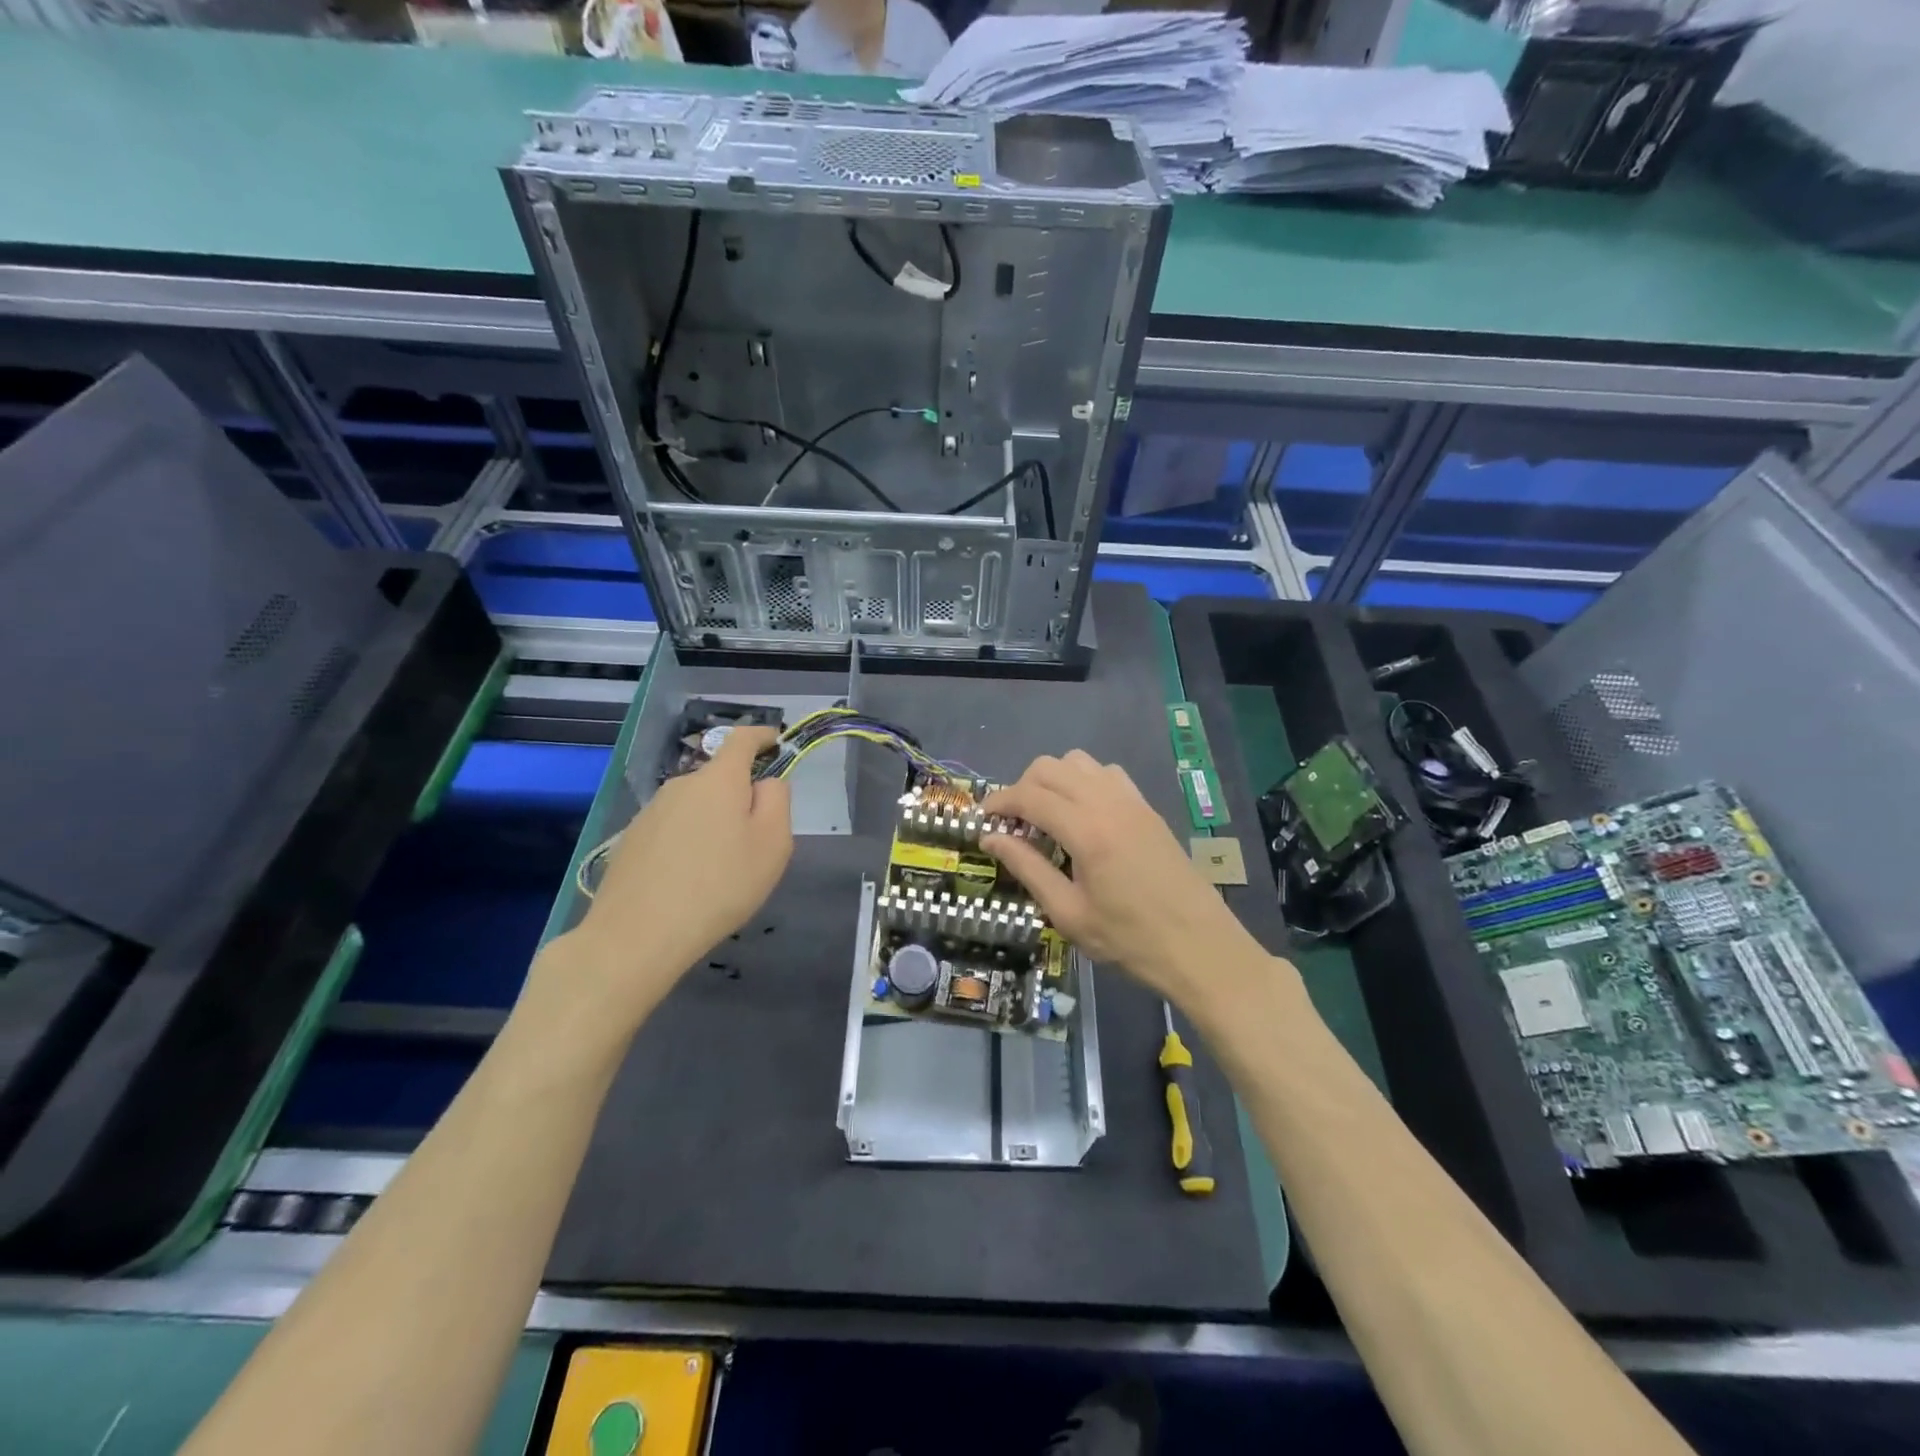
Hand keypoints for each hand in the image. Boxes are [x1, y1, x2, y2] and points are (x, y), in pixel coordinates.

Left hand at [537, 726, 792, 1027]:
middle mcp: (680, 785)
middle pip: (719, 778)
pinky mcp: (631, 840)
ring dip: (712, 822)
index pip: (742, 739)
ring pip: (695, 806)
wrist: (636, 936)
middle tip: (756, 840)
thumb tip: (765, 783)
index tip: (776, 741)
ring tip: (721, 869)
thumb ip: (777, 801)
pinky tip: (688, 881)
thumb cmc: (719, 886)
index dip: (763, 736)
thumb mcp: (772, 845)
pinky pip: (672, 829)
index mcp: (719, 780)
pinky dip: (688, 843)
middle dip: (740, 796)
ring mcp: (650, 812)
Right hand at [980, 751, 1258, 1006]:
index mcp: (1086, 831)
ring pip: (1078, 762)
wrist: (1200, 947)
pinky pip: (1107, 773)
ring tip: (1045, 817)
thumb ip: (1027, 868)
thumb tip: (991, 838)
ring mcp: (1132, 801)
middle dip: (1021, 788)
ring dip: (1052, 780)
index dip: (998, 802)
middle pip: (1049, 767)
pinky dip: (1083, 781)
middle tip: (1012, 824)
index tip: (981, 821)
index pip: (1028, 795)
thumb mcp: (1068, 913)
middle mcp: (1108, 802)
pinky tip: (1082, 815)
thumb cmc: (1129, 940)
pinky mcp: (1147, 808)